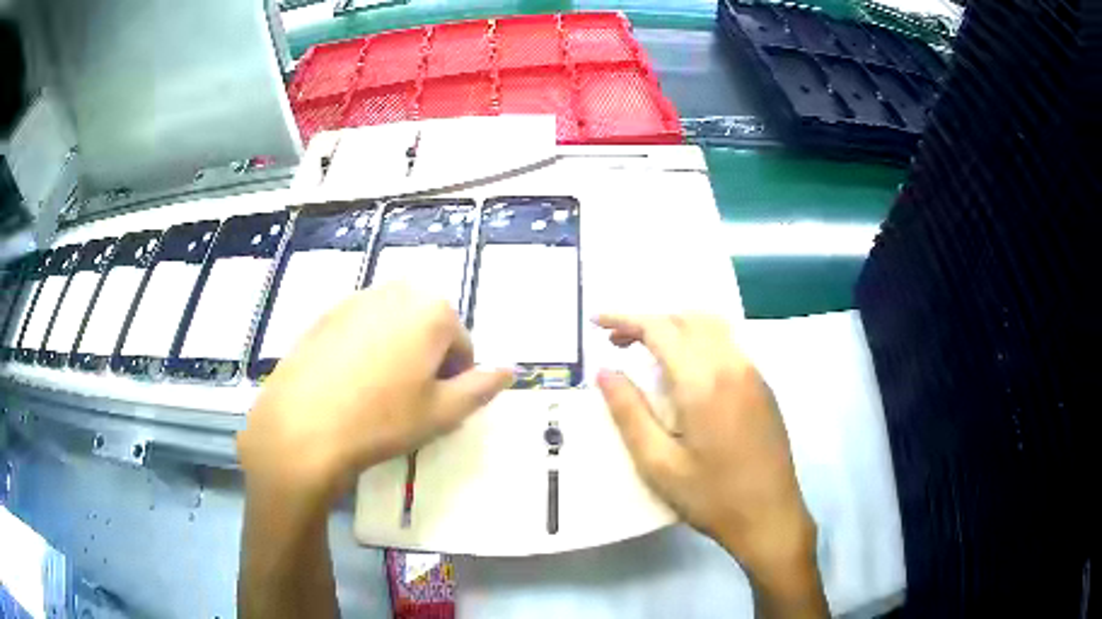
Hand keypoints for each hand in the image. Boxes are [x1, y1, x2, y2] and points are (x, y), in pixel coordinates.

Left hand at [238, 283, 513, 502]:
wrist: (303, 426)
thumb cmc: (382, 420)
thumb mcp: (443, 412)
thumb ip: (482, 387)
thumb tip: (510, 370)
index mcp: (432, 310)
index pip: (462, 344)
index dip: (454, 380)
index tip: (435, 407)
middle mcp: (395, 291)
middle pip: (427, 327)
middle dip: (426, 360)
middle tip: (408, 401)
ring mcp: (355, 298)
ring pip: (393, 326)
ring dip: (396, 352)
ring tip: (376, 394)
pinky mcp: (324, 314)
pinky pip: (360, 329)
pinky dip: (364, 350)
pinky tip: (347, 384)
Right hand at [595, 315, 820, 595]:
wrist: (770, 516)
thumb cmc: (711, 497)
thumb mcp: (658, 463)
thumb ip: (629, 413)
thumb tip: (605, 372)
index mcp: (704, 382)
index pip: (660, 329)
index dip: (625, 319)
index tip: (595, 321)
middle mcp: (732, 365)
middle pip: (686, 319)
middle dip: (648, 321)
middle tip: (617, 342)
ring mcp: (753, 373)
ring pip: (711, 326)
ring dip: (676, 326)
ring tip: (648, 349)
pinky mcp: (763, 386)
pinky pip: (728, 343)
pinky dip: (699, 339)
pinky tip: (686, 368)